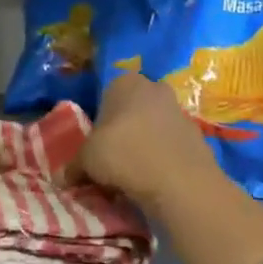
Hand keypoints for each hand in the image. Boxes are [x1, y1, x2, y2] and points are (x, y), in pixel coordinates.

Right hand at [78, 73, 219, 212]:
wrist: (180, 181)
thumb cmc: (124, 155)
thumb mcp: (86, 160)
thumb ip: (74, 165)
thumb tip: (65, 178)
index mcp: (124, 82)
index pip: (104, 99)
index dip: (98, 127)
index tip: (95, 151)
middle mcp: (153, 87)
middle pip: (130, 112)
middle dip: (122, 135)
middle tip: (112, 164)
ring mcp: (179, 109)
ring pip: (151, 128)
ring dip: (143, 147)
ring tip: (133, 178)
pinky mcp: (197, 134)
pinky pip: (170, 146)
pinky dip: (162, 160)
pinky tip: (155, 181)